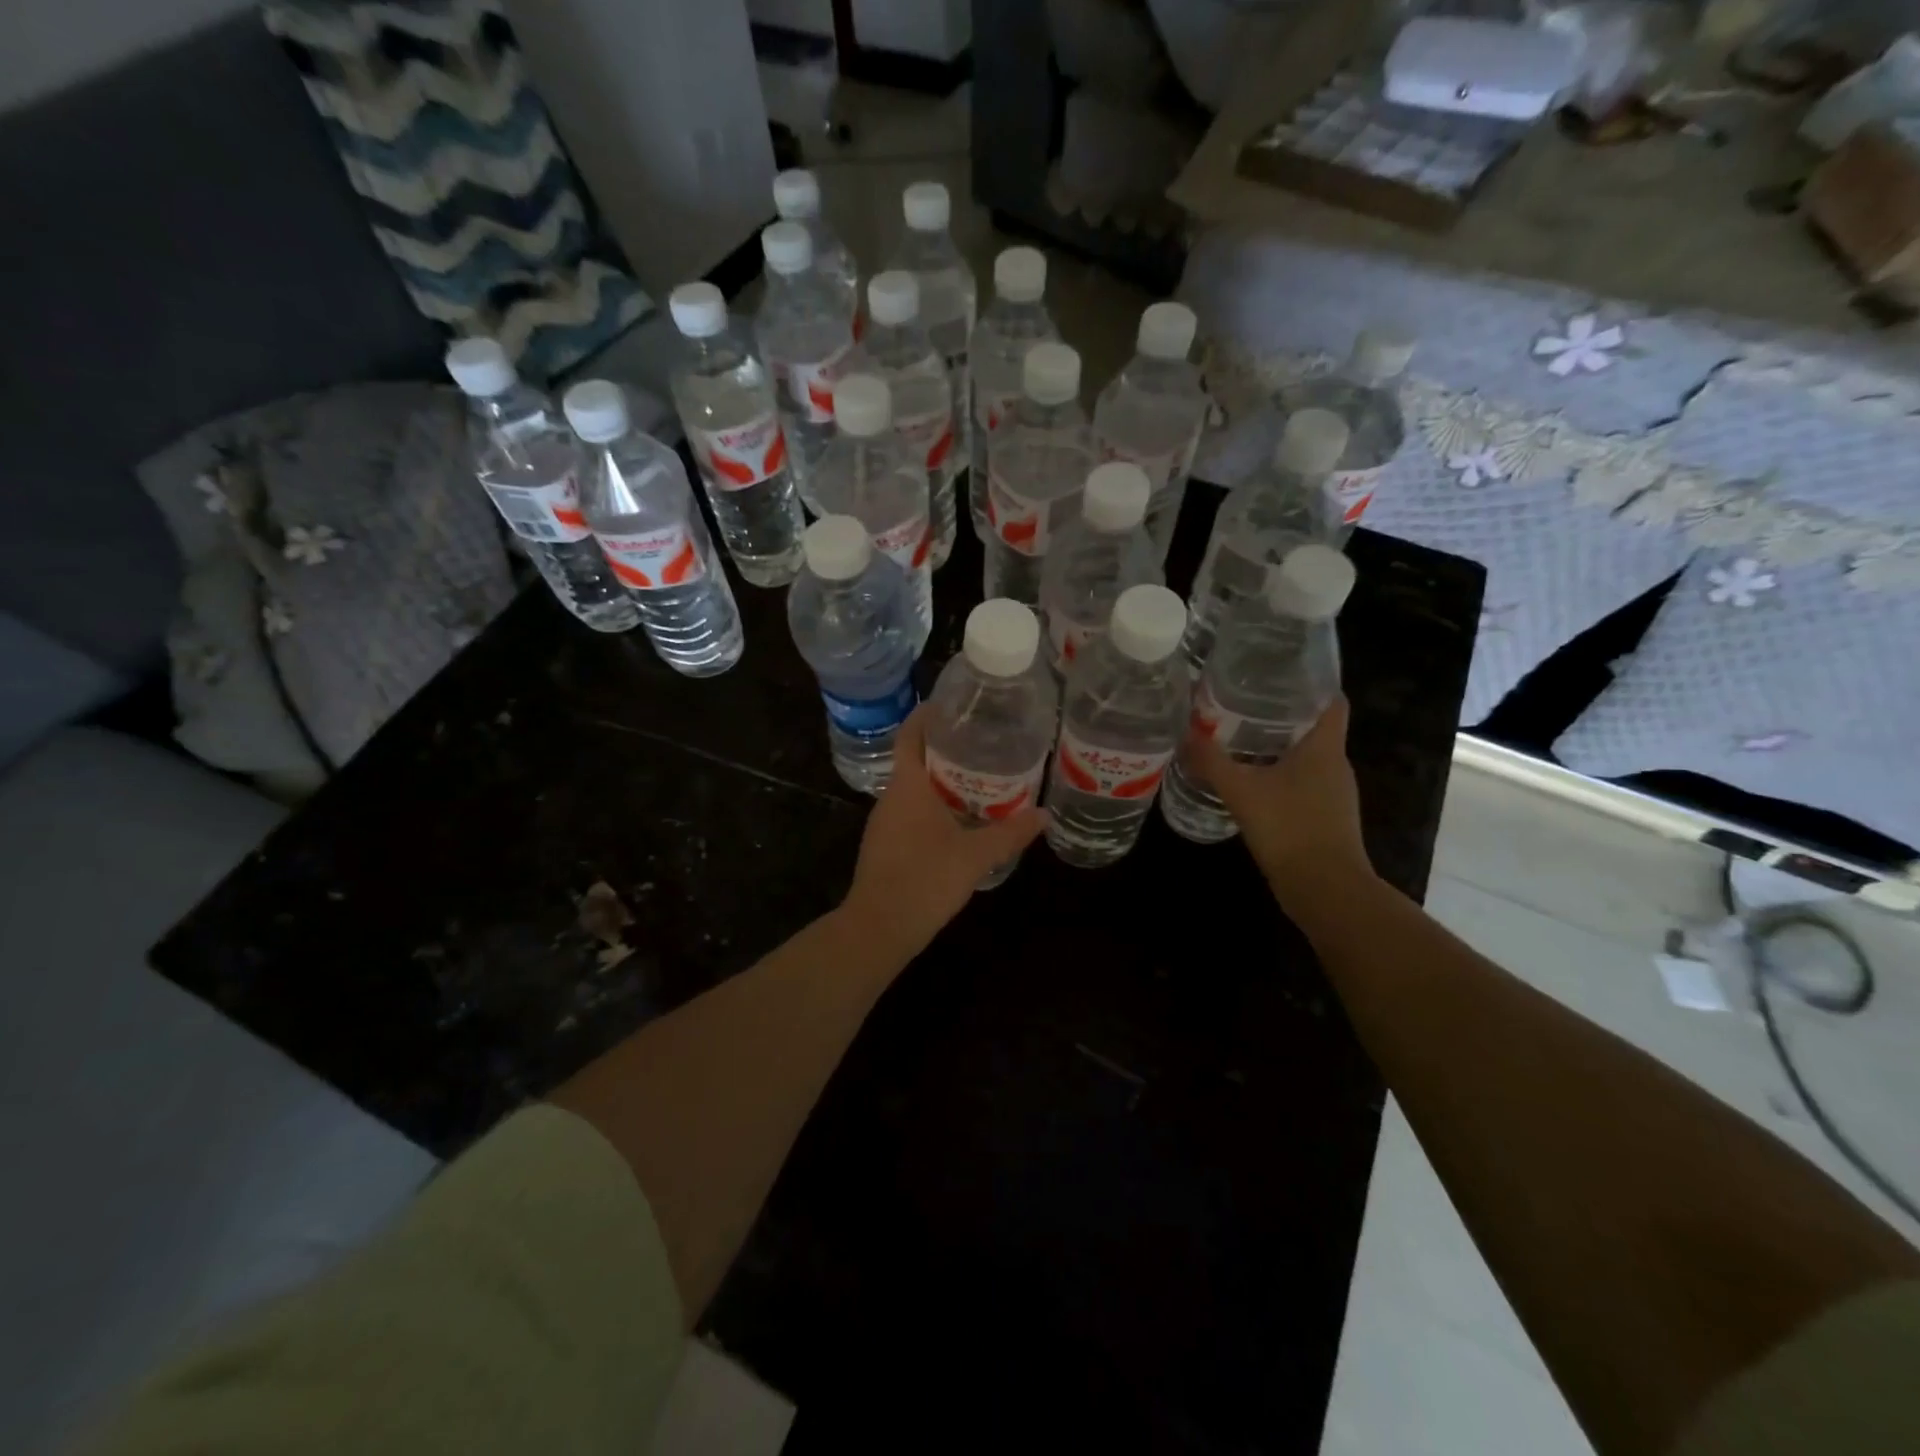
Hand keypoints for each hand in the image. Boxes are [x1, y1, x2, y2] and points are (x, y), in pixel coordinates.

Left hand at [838, 708, 1047, 960]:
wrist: (879, 928)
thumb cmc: (925, 880)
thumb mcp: (975, 855)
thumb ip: (1010, 833)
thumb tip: (1044, 816)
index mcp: (907, 786)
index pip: (911, 734)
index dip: (928, 715)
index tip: (954, 705)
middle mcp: (891, 797)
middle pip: (915, 758)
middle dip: (946, 747)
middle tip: (983, 741)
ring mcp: (884, 823)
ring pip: (914, 788)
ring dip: (941, 779)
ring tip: (980, 777)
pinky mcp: (886, 845)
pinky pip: (911, 812)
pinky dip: (934, 806)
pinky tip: (960, 819)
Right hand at [1188, 695, 1372, 901]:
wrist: (1324, 889)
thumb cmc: (1289, 828)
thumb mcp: (1241, 790)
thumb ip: (1211, 761)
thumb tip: (1184, 732)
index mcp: (1325, 747)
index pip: (1330, 700)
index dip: (1310, 683)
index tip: (1277, 674)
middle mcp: (1335, 765)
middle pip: (1313, 727)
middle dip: (1280, 713)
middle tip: (1241, 702)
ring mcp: (1333, 794)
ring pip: (1306, 758)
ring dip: (1277, 747)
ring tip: (1238, 738)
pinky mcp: (1324, 818)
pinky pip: (1302, 785)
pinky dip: (1279, 777)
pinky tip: (1250, 782)